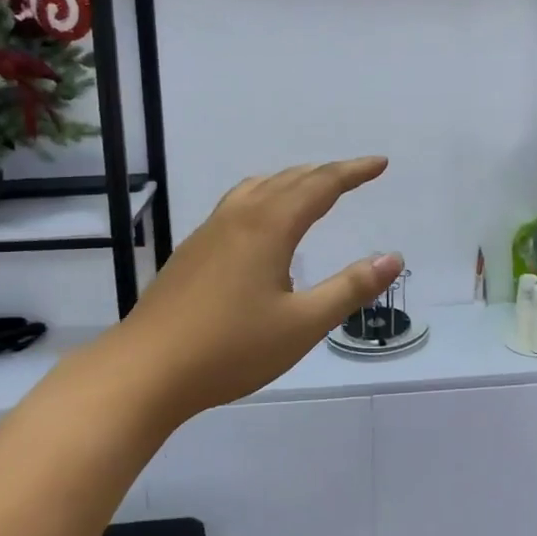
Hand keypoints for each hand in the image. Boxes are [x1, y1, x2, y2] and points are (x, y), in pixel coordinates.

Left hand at [117, 157, 403, 422]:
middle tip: (356, 175)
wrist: (144, 371)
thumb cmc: (230, 349)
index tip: (381, 163)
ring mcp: (210, 231)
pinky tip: (263, 226)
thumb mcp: (302, 324)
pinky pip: (239, 203)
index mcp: (269, 226)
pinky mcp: (192, 250)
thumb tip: (392, 257)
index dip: (354, 172)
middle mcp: (240, 217)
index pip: (321, 184)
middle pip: (290, 180)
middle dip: (327, 173)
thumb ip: (350, 288)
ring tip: (312, 188)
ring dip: (292, 181)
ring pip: (259, 188)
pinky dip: (266, 196)